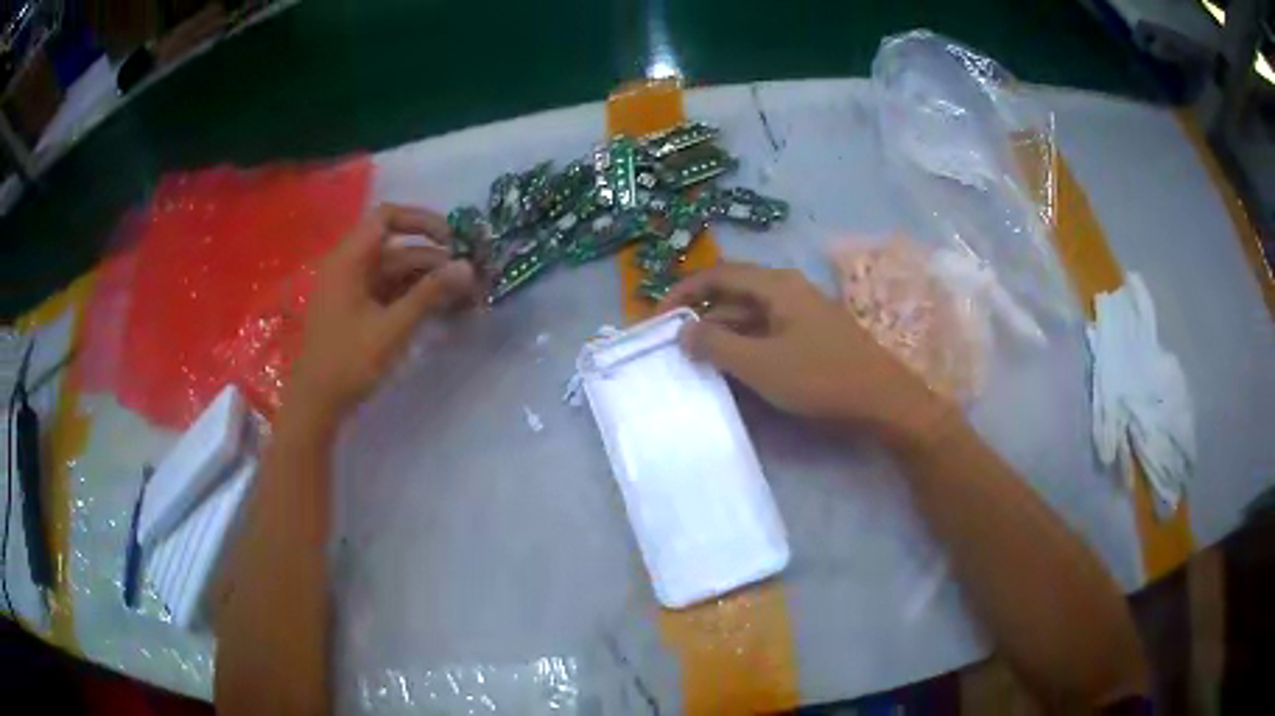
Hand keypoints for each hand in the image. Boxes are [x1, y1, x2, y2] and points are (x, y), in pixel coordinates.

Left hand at [286, 204, 476, 425]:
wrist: (316, 405)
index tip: (452, 241)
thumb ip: (430, 294)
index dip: (421, 221)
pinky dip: (412, 297)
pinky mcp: (355, 310)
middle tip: (467, 278)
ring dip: (426, 281)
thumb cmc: (348, 362)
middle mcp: (349, 266)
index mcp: (349, 260)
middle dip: (433, 259)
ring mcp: (351, 290)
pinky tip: (438, 310)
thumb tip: (467, 266)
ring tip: (461, 297)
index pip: (387, 217)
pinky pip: (388, 292)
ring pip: (395, 272)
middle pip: (396, 248)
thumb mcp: (392, 328)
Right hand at [662, 262, 948, 439]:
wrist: (883, 401)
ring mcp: (802, 315)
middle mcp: (788, 291)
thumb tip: (682, 331)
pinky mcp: (810, 337)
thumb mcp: (761, 364)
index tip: (657, 319)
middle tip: (672, 344)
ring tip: (695, 361)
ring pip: (750, 317)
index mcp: (776, 286)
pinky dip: (744, 347)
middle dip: (701, 316)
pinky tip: (733, 370)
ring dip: (722, 334)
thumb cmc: (821, 378)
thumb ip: (716, 345)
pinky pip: (767, 334)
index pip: (717, 275)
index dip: (683, 292)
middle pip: (733, 294)